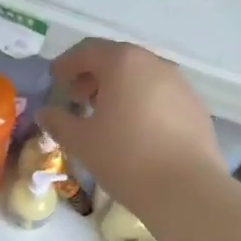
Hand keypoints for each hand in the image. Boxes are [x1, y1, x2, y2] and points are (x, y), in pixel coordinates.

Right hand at [38, 39, 224, 213]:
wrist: (186, 189)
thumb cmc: (125, 158)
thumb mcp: (81, 142)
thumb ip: (59, 122)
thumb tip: (45, 113)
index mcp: (123, 63)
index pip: (88, 51)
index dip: (67, 63)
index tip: (55, 78)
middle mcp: (154, 64)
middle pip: (118, 60)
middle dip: (94, 76)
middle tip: (77, 98)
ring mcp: (180, 84)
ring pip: (142, 77)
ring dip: (120, 89)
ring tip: (106, 116)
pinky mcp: (196, 107)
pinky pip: (161, 95)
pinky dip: (142, 103)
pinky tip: (135, 130)